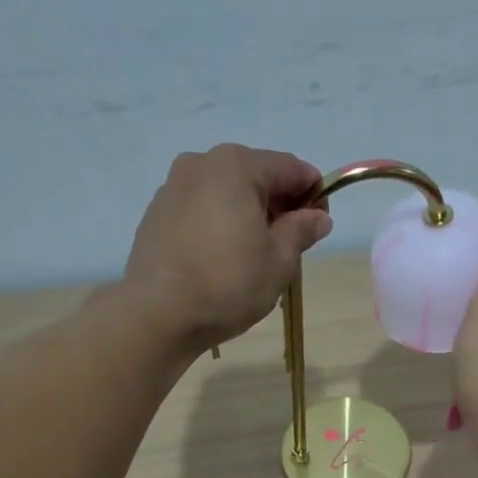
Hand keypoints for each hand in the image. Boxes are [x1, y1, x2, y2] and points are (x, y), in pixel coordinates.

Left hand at [123, 144, 331, 353]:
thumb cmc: (228, 283)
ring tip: (256, 255)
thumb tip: (318, 217)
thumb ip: (301, 231)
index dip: (313, 194)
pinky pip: (202, 209)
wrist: (158, 314)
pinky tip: (224, 258)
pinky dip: (220, 224)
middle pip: (256, 176)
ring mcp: (174, 186)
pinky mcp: (157, 213)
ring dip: (248, 214)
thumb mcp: (278, 261)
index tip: (321, 225)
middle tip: (291, 244)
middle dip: (279, 204)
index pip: (290, 168)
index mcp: (237, 166)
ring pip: (226, 192)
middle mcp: (202, 163)